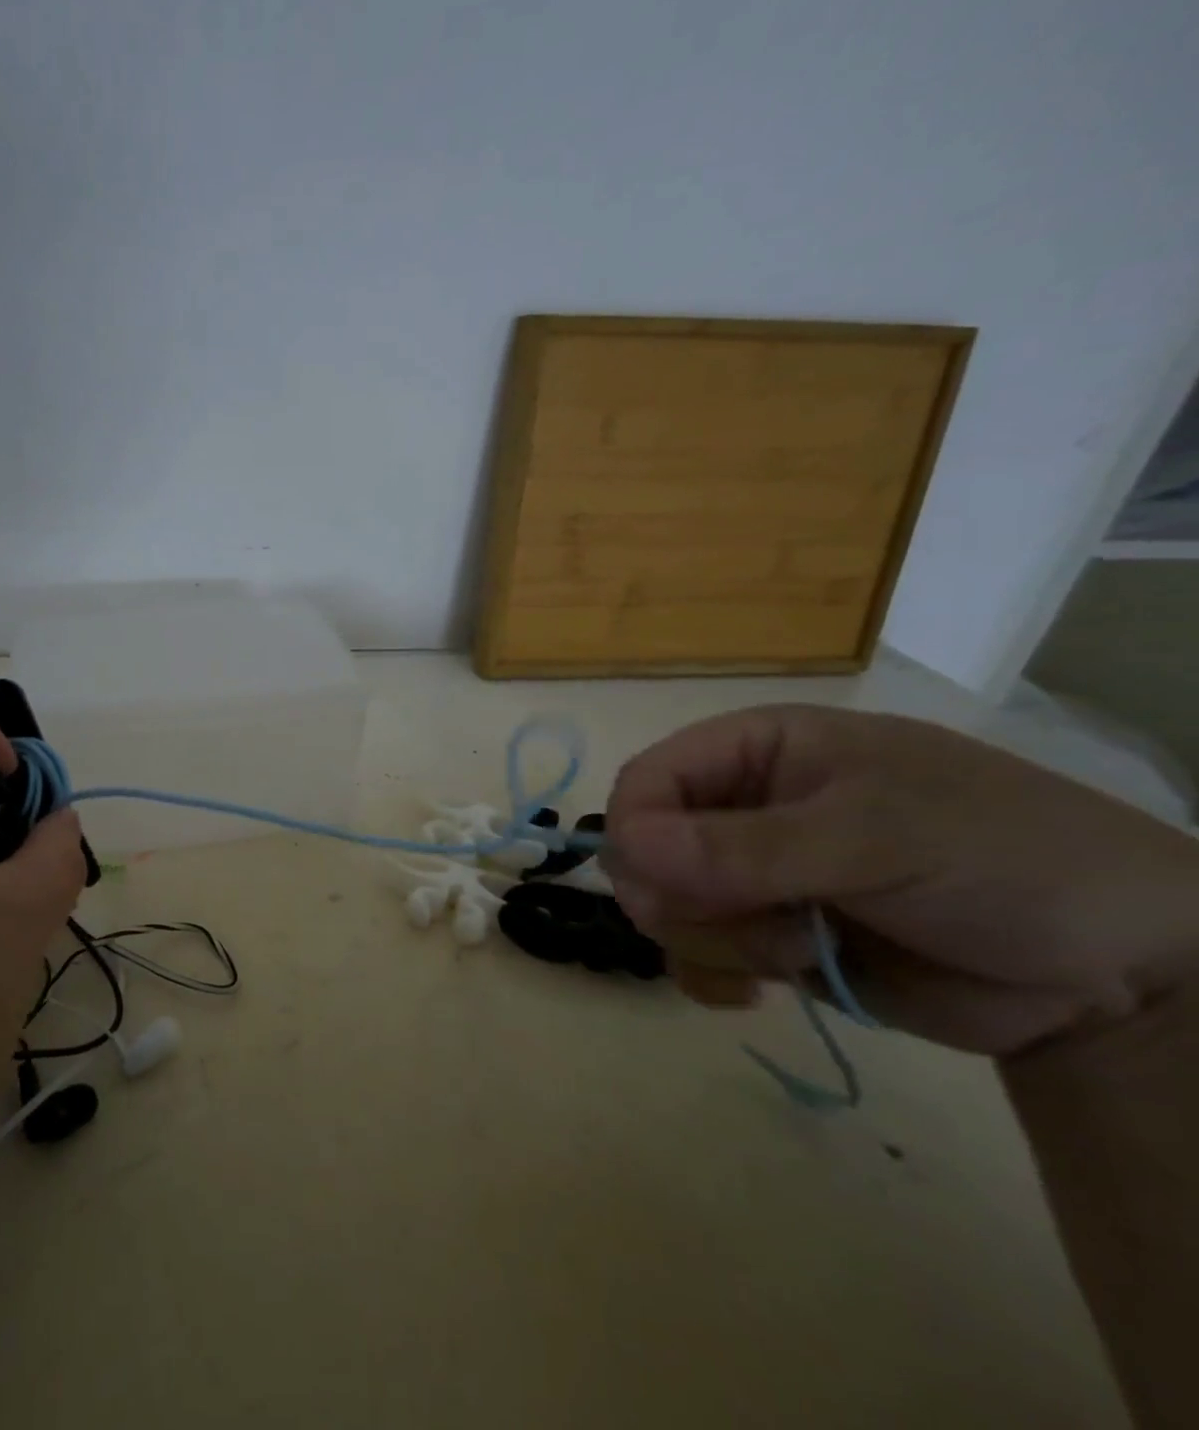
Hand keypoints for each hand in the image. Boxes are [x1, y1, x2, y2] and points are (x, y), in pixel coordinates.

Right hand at [601, 705, 1198, 1056]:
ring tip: (800, 950)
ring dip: (718, 941)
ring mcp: (750, 877)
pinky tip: (759, 992)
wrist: (1124, 974)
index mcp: (756, 753)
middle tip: (754, 924)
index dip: (637, 830)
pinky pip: (693, 956)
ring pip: (666, 909)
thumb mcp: (875, 838)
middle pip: (645, 851)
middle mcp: (740, 809)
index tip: (663, 888)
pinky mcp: (766, 937)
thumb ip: (746, 847)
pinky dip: (712, 978)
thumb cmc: (1003, 861)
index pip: (647, 781)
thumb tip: (622, 851)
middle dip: (685, 898)